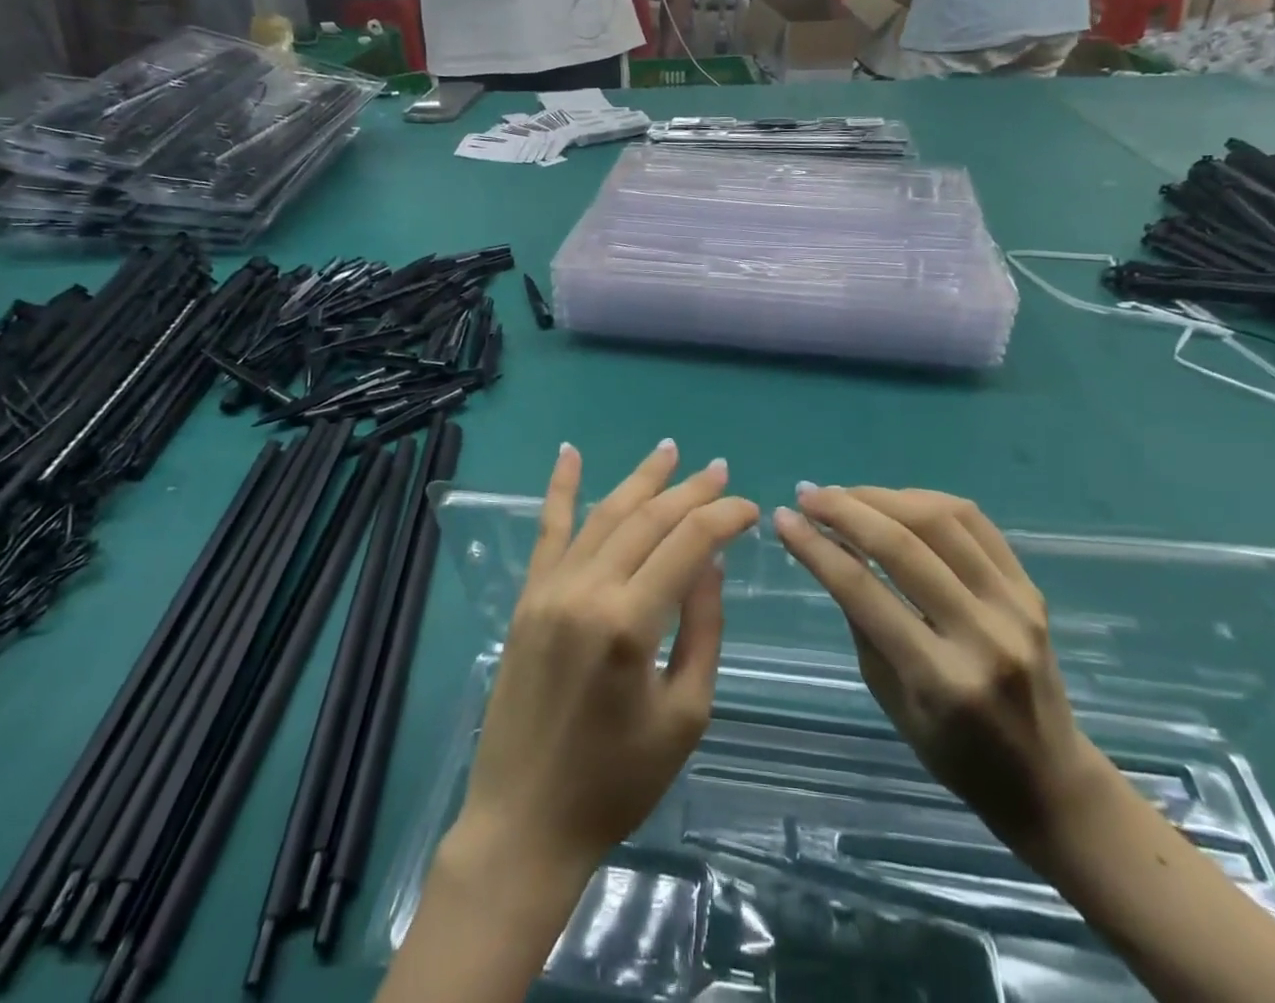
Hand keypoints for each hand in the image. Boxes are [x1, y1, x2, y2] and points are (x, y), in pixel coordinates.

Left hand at [453, 442, 758, 881]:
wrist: (524, 822)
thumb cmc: (616, 782)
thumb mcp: (684, 715)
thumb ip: (702, 630)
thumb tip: (710, 563)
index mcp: (630, 624)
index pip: (688, 543)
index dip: (723, 516)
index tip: (750, 508)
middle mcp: (587, 590)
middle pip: (648, 519)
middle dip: (689, 491)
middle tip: (719, 470)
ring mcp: (551, 588)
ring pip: (604, 515)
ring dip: (640, 481)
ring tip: (669, 453)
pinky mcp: (528, 597)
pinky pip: (548, 530)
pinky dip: (560, 488)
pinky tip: (570, 453)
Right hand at [775, 485, 1107, 850]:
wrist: (1049, 779)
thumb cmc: (956, 754)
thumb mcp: (890, 700)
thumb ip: (863, 621)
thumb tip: (831, 548)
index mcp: (941, 679)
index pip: (864, 592)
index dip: (816, 547)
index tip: (783, 518)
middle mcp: (983, 635)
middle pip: (903, 545)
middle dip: (845, 510)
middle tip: (808, 496)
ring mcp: (1015, 606)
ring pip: (940, 520)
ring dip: (883, 497)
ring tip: (845, 495)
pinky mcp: (1030, 589)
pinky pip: (975, 522)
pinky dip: (926, 500)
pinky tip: (895, 501)